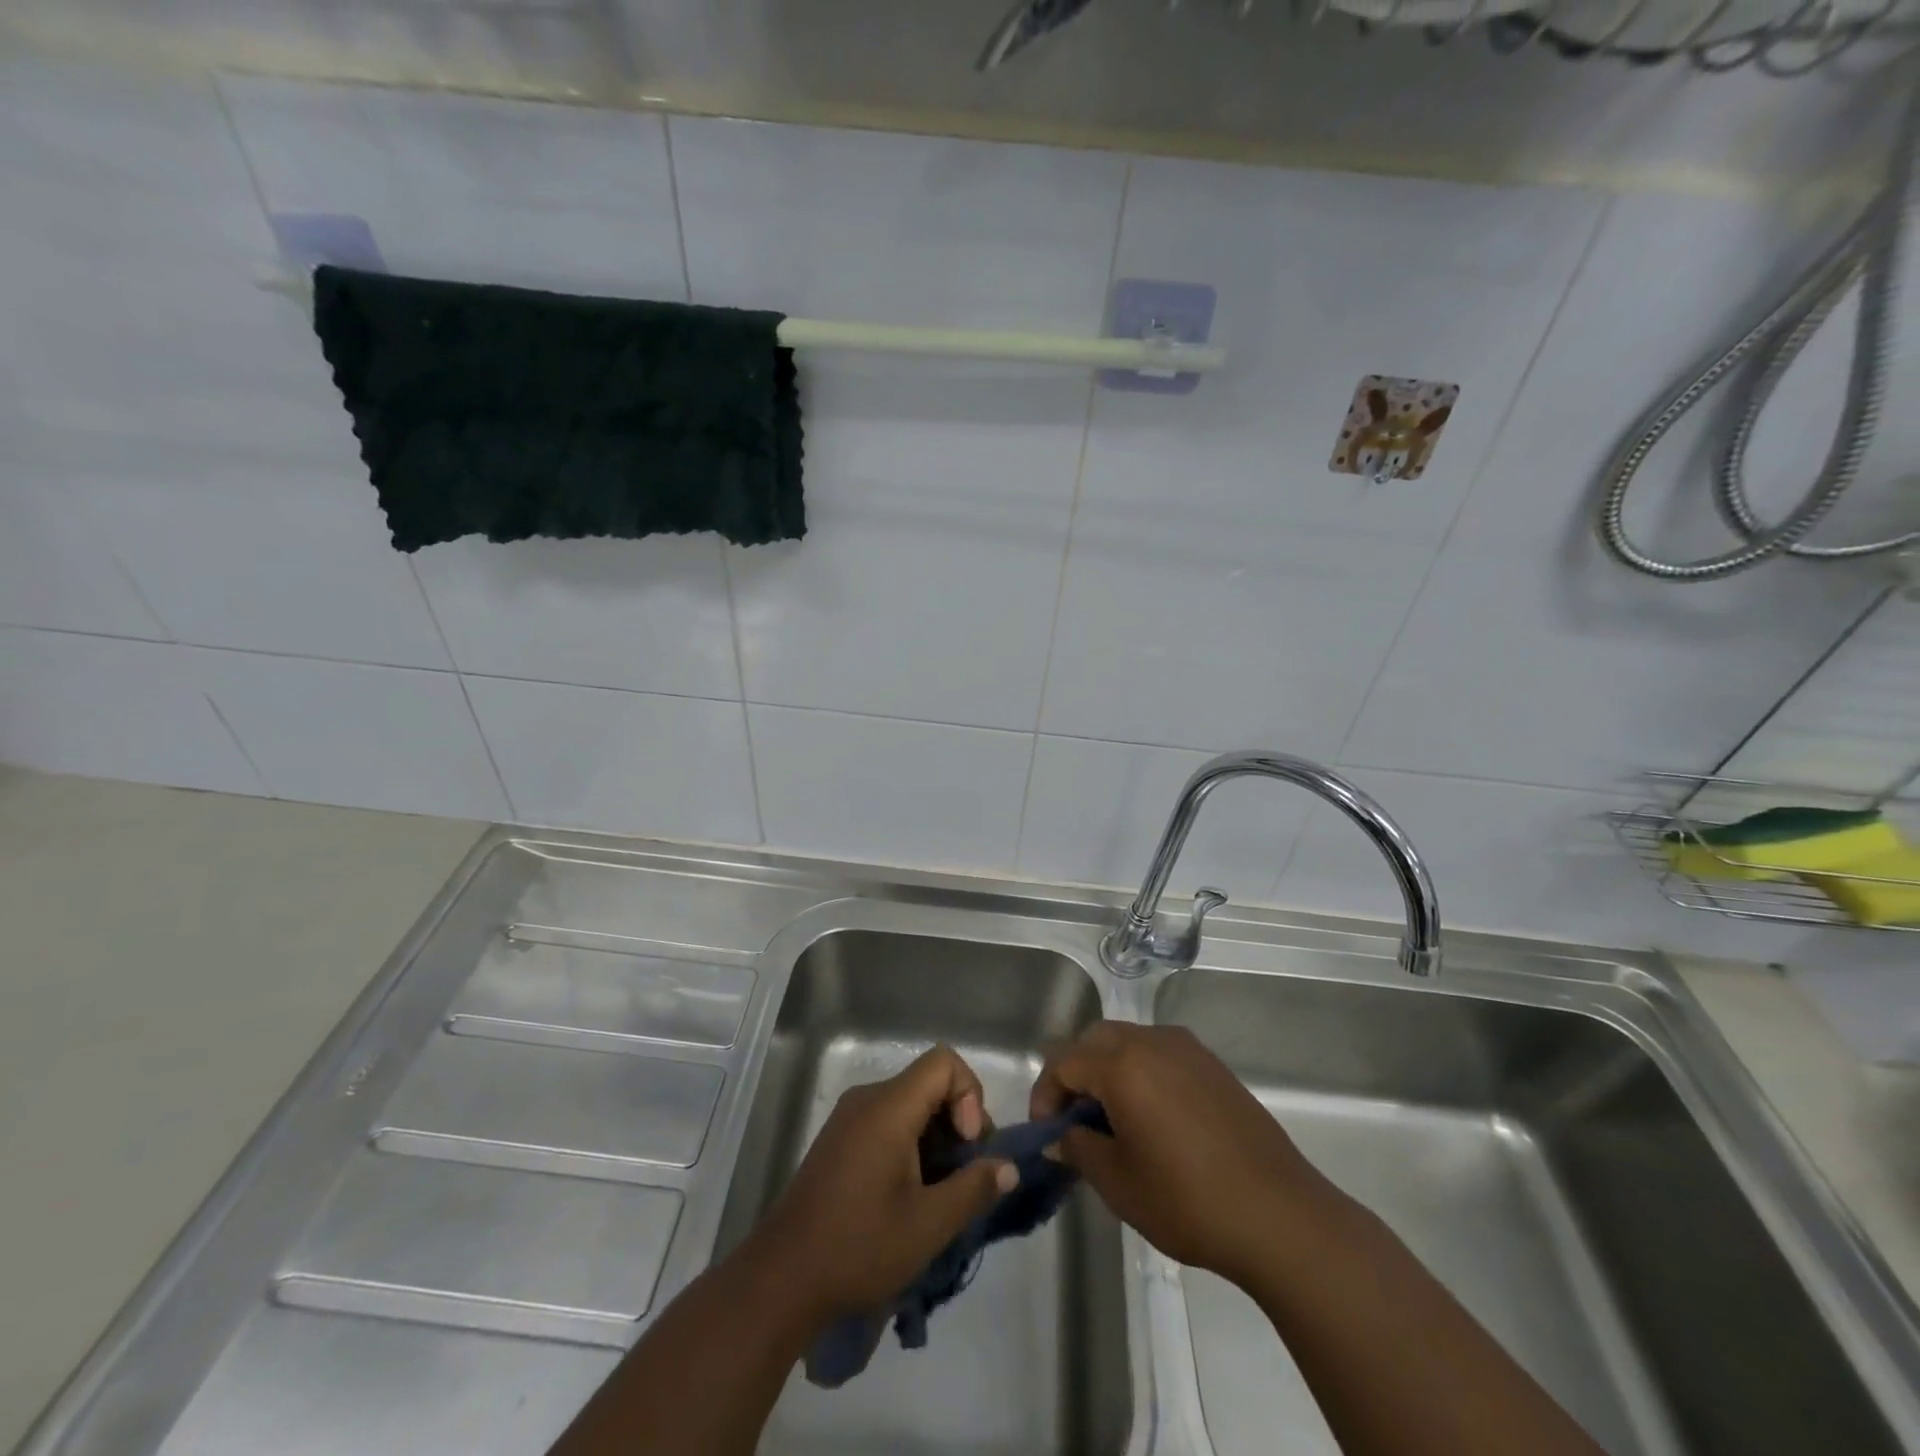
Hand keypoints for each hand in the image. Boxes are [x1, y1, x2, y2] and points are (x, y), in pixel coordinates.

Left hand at [754, 1045, 1016, 1321]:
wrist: (781, 1279)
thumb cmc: (858, 1247)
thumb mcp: (928, 1225)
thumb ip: (974, 1188)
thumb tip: (1008, 1166)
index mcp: (888, 1107)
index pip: (944, 1062)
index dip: (969, 1096)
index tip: (967, 1145)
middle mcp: (868, 1099)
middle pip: (929, 1083)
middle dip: (959, 1122)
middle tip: (964, 1176)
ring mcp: (850, 1118)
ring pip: (911, 1105)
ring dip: (937, 1139)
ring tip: (941, 1193)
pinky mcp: (840, 1140)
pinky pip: (889, 1122)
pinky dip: (913, 1146)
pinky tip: (912, 1195)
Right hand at [1030, 1022, 1334, 1284]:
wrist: (1279, 1215)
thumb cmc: (1187, 1199)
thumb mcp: (1117, 1182)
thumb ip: (1077, 1147)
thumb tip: (1059, 1136)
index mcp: (1122, 1064)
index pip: (1064, 1062)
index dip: (1046, 1095)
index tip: (1048, 1134)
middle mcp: (1152, 1041)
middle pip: (1095, 1040)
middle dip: (1076, 1074)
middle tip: (1075, 1121)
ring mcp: (1188, 1049)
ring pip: (1129, 1042)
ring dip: (1109, 1070)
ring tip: (1112, 1120)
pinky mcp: (1214, 1066)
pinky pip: (1161, 1054)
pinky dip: (1142, 1072)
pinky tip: (1153, 1118)